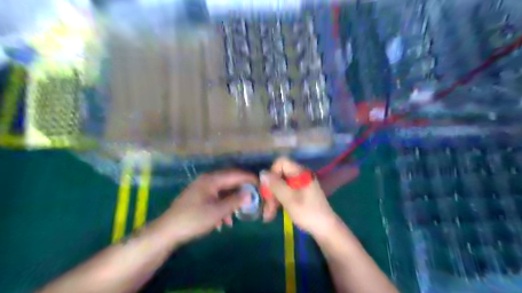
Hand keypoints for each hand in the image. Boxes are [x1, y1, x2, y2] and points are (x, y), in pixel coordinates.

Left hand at [158, 170, 256, 245]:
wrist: (167, 231)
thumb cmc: (194, 219)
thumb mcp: (218, 211)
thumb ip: (235, 201)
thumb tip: (249, 193)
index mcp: (212, 180)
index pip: (235, 174)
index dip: (249, 178)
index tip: (261, 184)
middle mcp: (207, 180)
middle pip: (229, 182)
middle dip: (241, 191)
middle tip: (253, 199)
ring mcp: (201, 189)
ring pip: (222, 192)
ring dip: (231, 202)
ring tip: (237, 215)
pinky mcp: (198, 198)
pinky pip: (215, 199)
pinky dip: (221, 207)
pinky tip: (223, 222)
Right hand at [260, 157, 338, 236]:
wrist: (325, 229)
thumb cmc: (307, 212)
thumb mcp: (289, 199)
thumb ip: (275, 185)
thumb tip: (262, 172)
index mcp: (300, 173)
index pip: (281, 162)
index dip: (272, 173)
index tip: (269, 188)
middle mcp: (300, 176)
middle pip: (279, 175)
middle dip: (270, 190)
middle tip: (266, 207)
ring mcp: (300, 185)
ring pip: (280, 186)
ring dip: (273, 199)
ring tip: (268, 215)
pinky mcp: (300, 194)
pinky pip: (285, 193)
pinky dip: (278, 201)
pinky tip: (273, 214)